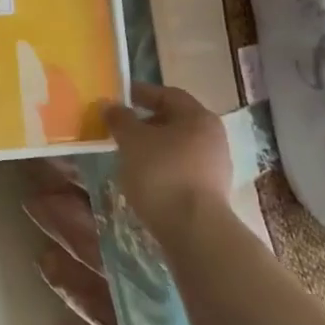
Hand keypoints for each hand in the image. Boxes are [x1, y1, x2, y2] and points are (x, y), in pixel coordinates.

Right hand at [103, 83, 232, 238]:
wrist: (193, 230)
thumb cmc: (162, 173)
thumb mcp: (132, 141)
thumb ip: (119, 119)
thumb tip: (109, 104)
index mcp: (198, 117)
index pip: (167, 95)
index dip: (141, 93)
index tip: (118, 98)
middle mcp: (213, 137)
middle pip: (175, 121)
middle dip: (146, 122)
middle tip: (120, 128)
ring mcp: (215, 166)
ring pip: (178, 147)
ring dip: (153, 147)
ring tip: (127, 155)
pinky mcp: (211, 192)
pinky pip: (181, 169)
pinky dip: (162, 168)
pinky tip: (143, 179)